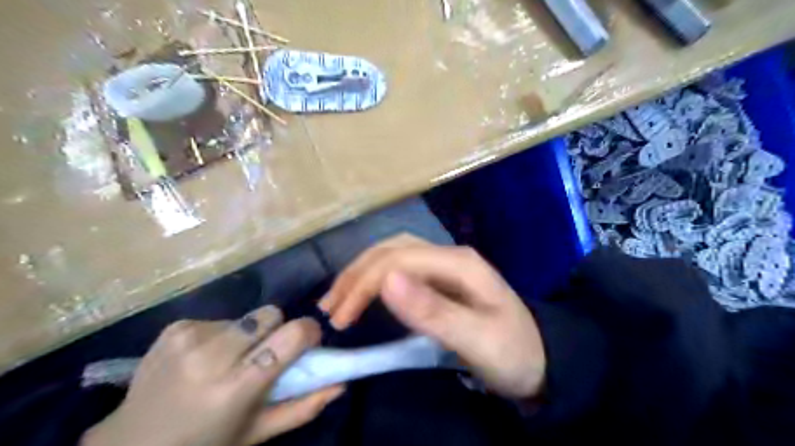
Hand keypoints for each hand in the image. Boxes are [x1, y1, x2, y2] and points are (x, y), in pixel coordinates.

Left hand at [80, 305, 344, 445]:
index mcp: (235, 388)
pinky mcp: (174, 328)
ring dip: (246, 335)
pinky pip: (220, 319)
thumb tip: (342, 383)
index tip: (309, 341)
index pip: (289, 337)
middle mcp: (211, 357)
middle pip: (270, 314)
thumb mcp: (257, 433)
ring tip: (227, 361)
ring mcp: (189, 338)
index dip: (307, 332)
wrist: (131, 444)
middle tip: (263, 354)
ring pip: (246, 317)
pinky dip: (220, 335)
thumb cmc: (205, 444)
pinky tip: (201, 358)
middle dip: (275, 330)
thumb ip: (303, 408)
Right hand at [319, 235, 546, 398]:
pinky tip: (365, 293)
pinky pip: (401, 269)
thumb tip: (386, 281)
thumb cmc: (512, 352)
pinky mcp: (441, 280)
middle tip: (329, 307)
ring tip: (338, 299)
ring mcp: (446, 266)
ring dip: (363, 273)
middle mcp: (450, 255)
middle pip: (393, 249)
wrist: (541, 361)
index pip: (399, 258)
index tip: (339, 318)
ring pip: (394, 255)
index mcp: (459, 263)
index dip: (364, 283)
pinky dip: (376, 279)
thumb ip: (433, 311)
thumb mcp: (476, 338)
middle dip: (356, 274)